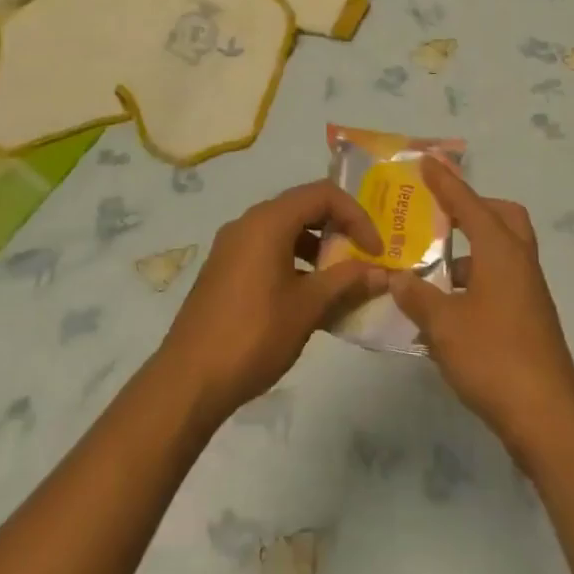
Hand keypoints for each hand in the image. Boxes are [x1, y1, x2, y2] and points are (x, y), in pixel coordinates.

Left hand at [156, 181, 386, 426]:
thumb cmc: (254, 335)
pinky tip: (307, 298)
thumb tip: (384, 272)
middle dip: (338, 229)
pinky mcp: (224, 269)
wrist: (189, 379)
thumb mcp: (308, 307)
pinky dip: (294, 262)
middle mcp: (248, 222)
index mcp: (268, 221)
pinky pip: (267, 250)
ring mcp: (232, 246)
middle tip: (362, 259)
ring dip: (317, 248)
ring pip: (285, 230)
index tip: (375, 250)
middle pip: (303, 207)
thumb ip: (347, 282)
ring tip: (339, 282)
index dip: (356, 216)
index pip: (323, 194)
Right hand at [389, 161, 573, 465]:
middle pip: (503, 217)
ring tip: (431, 264)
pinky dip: (476, 278)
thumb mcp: (443, 325)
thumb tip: (397, 277)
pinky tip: (447, 305)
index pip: (469, 204)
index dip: (446, 182)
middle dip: (473, 207)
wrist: (548, 419)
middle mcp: (519, 263)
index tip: (426, 161)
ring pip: (502, 250)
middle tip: (440, 213)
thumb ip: (416, 296)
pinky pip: (501, 279)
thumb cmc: (494, 359)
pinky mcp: (529, 319)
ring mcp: (528, 293)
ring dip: (472, 248)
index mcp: (501, 252)